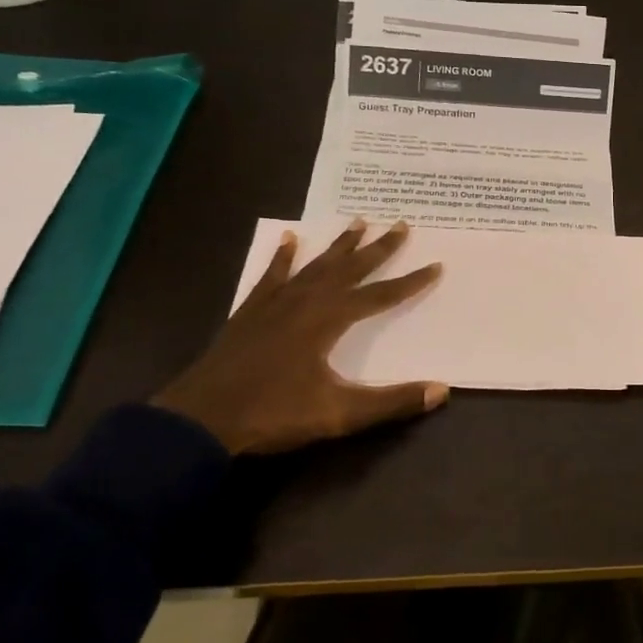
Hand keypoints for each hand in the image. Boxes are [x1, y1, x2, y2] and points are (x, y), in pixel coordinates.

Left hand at [151, 221, 448, 454]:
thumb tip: (442, 391)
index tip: (436, 265)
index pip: (380, 295)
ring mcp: (275, 304)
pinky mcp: (251, 312)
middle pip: (349, 269)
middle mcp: (305, 301)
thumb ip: (392, 402)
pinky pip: (272, 275)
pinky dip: (283, 257)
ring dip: (339, 245)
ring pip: (315, 265)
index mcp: (328, 320)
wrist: (199, 421)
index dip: (410, 282)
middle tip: (401, 224)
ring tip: (358, 221)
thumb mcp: (339, 414)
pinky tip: (289, 239)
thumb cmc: (273, 414)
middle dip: (378, 248)